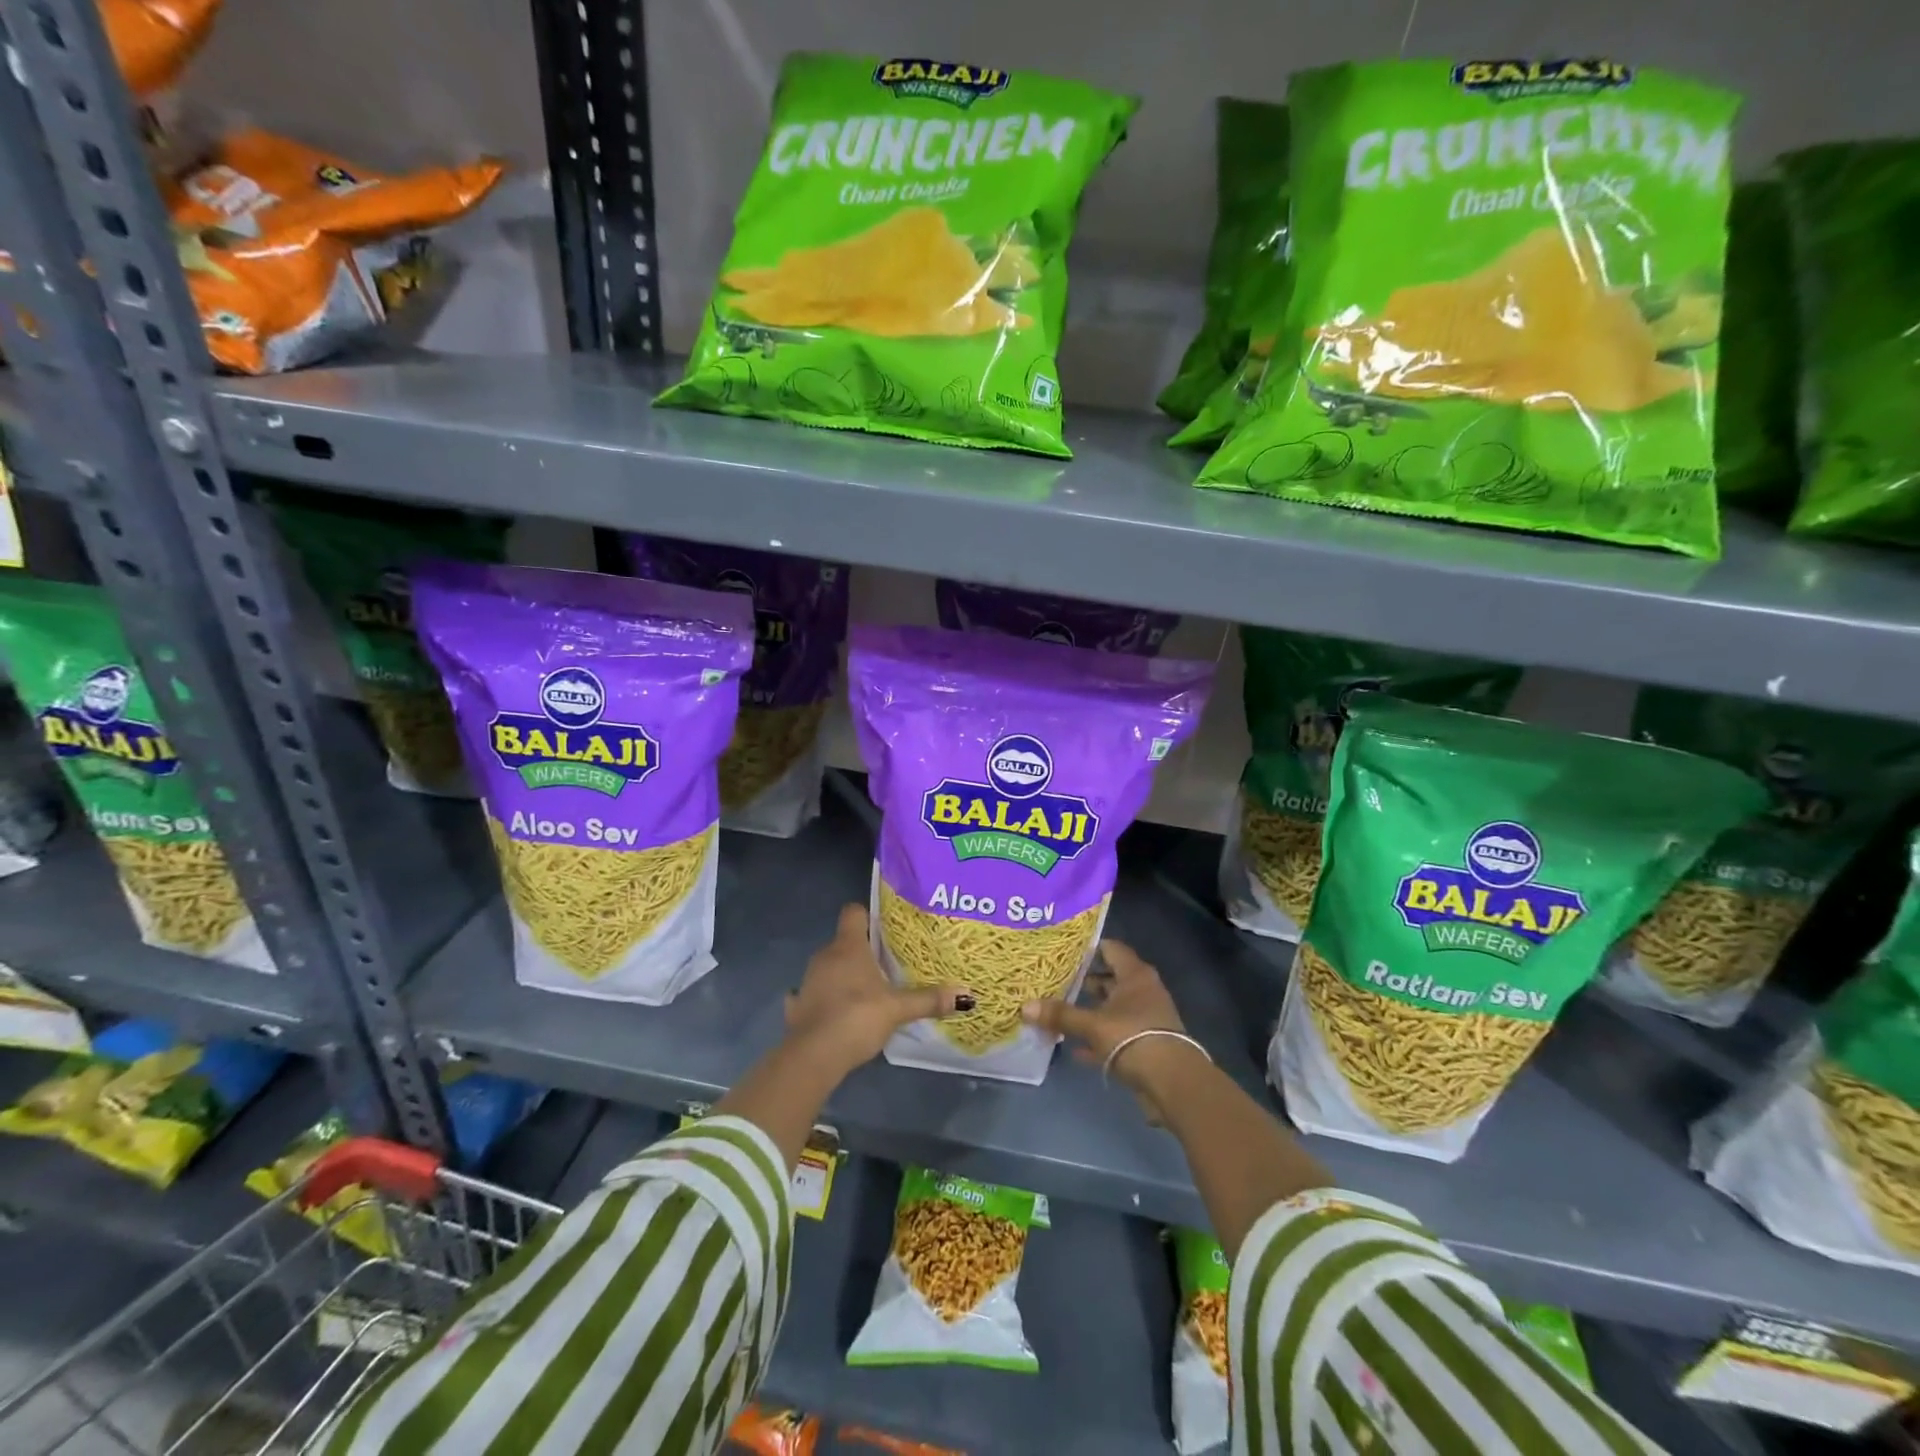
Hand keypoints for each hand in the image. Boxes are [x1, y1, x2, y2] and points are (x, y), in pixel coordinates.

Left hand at [784, 904, 972, 1078]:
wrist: (814, 1055)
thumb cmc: (858, 1016)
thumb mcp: (898, 1009)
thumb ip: (929, 999)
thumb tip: (965, 994)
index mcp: (848, 946)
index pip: (853, 912)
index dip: (868, 916)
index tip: (885, 928)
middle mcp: (825, 956)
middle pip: (844, 941)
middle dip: (863, 951)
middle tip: (888, 964)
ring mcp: (807, 980)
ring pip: (829, 967)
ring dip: (844, 975)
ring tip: (868, 991)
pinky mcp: (797, 1006)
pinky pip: (813, 994)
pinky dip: (824, 1000)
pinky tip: (837, 1013)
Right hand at [1022, 941, 1200, 1121]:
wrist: (1173, 1082)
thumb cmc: (1133, 1038)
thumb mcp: (1092, 1025)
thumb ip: (1061, 1015)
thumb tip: (1025, 1007)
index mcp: (1135, 975)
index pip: (1110, 949)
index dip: (1088, 948)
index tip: (1063, 951)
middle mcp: (1143, 991)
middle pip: (1110, 978)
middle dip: (1084, 981)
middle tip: (1055, 981)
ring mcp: (1145, 1018)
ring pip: (1112, 1008)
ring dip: (1091, 1012)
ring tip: (1060, 1013)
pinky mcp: (1145, 1044)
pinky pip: (1116, 1035)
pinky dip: (1098, 1040)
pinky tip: (1075, 1049)